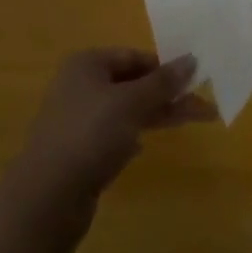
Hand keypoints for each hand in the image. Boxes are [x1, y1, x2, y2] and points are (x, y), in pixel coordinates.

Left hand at [11, 49, 215, 215]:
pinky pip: (114, 134)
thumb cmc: (90, 135)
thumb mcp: (131, 103)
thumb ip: (162, 82)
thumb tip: (191, 59)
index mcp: (87, 63)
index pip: (133, 56)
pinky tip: (144, 146)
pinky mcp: (80, 150)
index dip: (164, 67)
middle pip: (132, 83)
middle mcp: (81, 85)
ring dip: (156, 114)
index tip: (194, 81)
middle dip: (167, 94)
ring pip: (126, 110)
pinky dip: (132, 135)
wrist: (48, 196)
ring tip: (191, 122)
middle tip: (203, 108)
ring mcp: (79, 119)